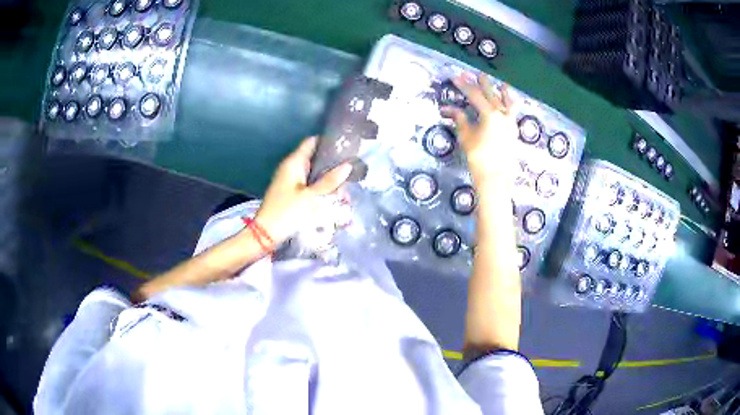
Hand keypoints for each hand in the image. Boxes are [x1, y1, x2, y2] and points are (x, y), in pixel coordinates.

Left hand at [254, 137, 351, 245]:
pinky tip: (333, 196)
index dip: (328, 141)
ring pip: (314, 173)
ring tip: (345, 188)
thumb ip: (329, 181)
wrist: (266, 234)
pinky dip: (320, 188)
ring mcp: (290, 180)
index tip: (346, 145)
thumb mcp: (311, 197)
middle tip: (351, 170)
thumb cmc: (287, 212)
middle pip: (314, 158)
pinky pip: (309, 184)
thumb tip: (348, 165)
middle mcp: (291, 168)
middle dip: (332, 164)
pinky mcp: (291, 192)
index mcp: (293, 163)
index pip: (311, 142)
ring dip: (328, 179)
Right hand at [441, 73, 517, 183]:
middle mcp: (502, 115)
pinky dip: (511, 106)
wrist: (496, 177)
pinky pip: (513, 114)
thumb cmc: (478, 157)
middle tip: (476, 74)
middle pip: (491, 95)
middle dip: (482, 84)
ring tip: (503, 84)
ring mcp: (510, 123)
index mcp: (489, 114)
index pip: (474, 95)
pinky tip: (510, 105)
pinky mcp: (514, 132)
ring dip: (503, 93)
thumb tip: (448, 108)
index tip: (455, 76)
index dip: (464, 85)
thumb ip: (459, 119)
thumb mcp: (466, 136)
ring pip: (507, 103)